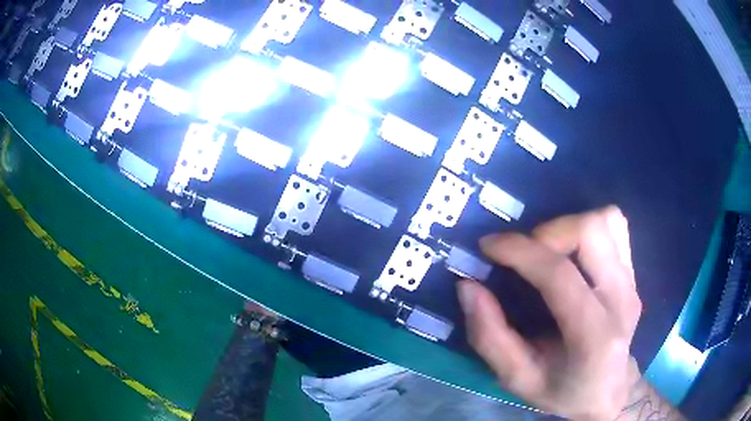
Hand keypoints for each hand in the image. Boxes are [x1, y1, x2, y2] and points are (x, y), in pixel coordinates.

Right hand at [457, 206, 641, 419]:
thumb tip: (468, 287)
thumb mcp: (517, 380)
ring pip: (607, 220)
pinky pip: (616, 226)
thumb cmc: (563, 391)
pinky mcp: (634, 273)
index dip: (519, 251)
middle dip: (547, 232)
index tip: (488, 246)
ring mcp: (632, 282)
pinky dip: (588, 227)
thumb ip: (489, 337)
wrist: (609, 391)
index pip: (559, 275)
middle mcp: (621, 300)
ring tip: (548, 253)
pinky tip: (572, 252)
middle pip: (591, 232)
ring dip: (568, 227)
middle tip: (524, 255)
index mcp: (593, 335)